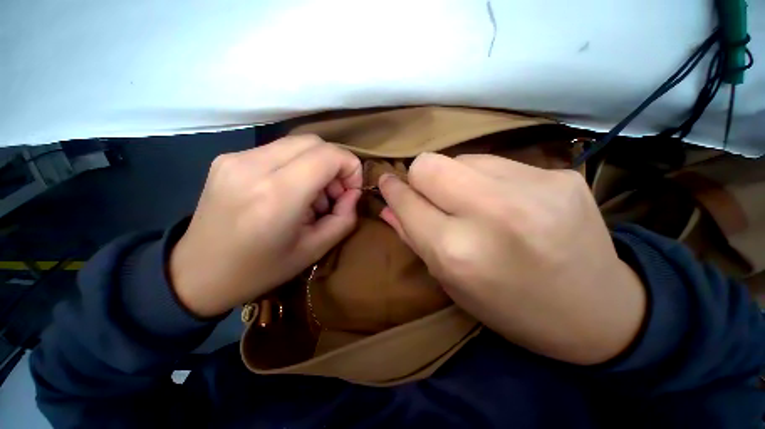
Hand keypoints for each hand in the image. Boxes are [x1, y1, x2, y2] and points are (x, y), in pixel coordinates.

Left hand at [170, 135, 362, 317]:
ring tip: (311, 197)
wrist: (196, 274)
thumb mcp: (314, 250)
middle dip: (335, 164)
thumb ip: (344, 218)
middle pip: (314, 142)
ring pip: (297, 143)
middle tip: (334, 194)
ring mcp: (235, 158)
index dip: (350, 167)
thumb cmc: (260, 269)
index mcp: (277, 195)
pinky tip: (290, 192)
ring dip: (316, 165)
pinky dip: (296, 166)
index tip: (351, 190)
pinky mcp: (228, 158)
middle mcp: (253, 167)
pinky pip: (278, 150)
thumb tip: (352, 194)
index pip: (329, 155)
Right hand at [378, 153, 645, 364]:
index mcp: (458, 252)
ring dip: (455, 178)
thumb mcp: (451, 282)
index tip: (387, 182)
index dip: (393, 190)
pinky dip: (487, 178)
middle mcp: (492, 213)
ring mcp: (533, 187)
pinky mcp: (560, 175)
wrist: (598, 311)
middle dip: (419, 177)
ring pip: (462, 158)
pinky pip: (497, 161)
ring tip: (473, 203)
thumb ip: (413, 238)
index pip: (408, 201)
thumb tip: (387, 206)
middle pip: (429, 164)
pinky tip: (504, 200)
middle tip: (431, 195)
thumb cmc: (511, 307)